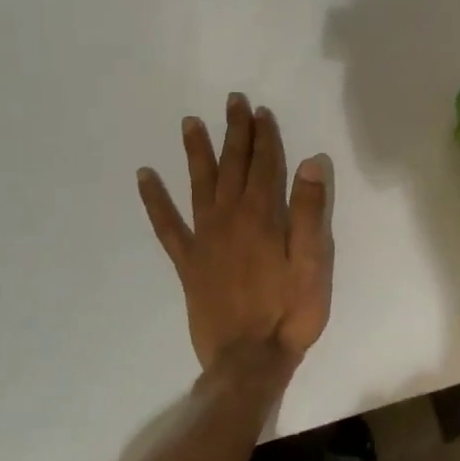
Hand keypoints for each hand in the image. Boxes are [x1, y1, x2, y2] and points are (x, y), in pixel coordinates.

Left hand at [138, 93, 333, 373]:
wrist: (248, 359)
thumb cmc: (290, 312)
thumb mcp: (314, 264)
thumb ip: (310, 212)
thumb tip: (310, 162)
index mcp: (263, 218)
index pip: (266, 166)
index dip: (264, 137)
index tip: (260, 111)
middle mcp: (229, 219)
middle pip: (233, 166)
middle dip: (234, 133)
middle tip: (232, 102)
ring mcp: (204, 239)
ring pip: (199, 185)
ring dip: (197, 152)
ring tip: (190, 123)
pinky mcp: (187, 262)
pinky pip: (166, 225)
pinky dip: (154, 200)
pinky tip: (145, 177)